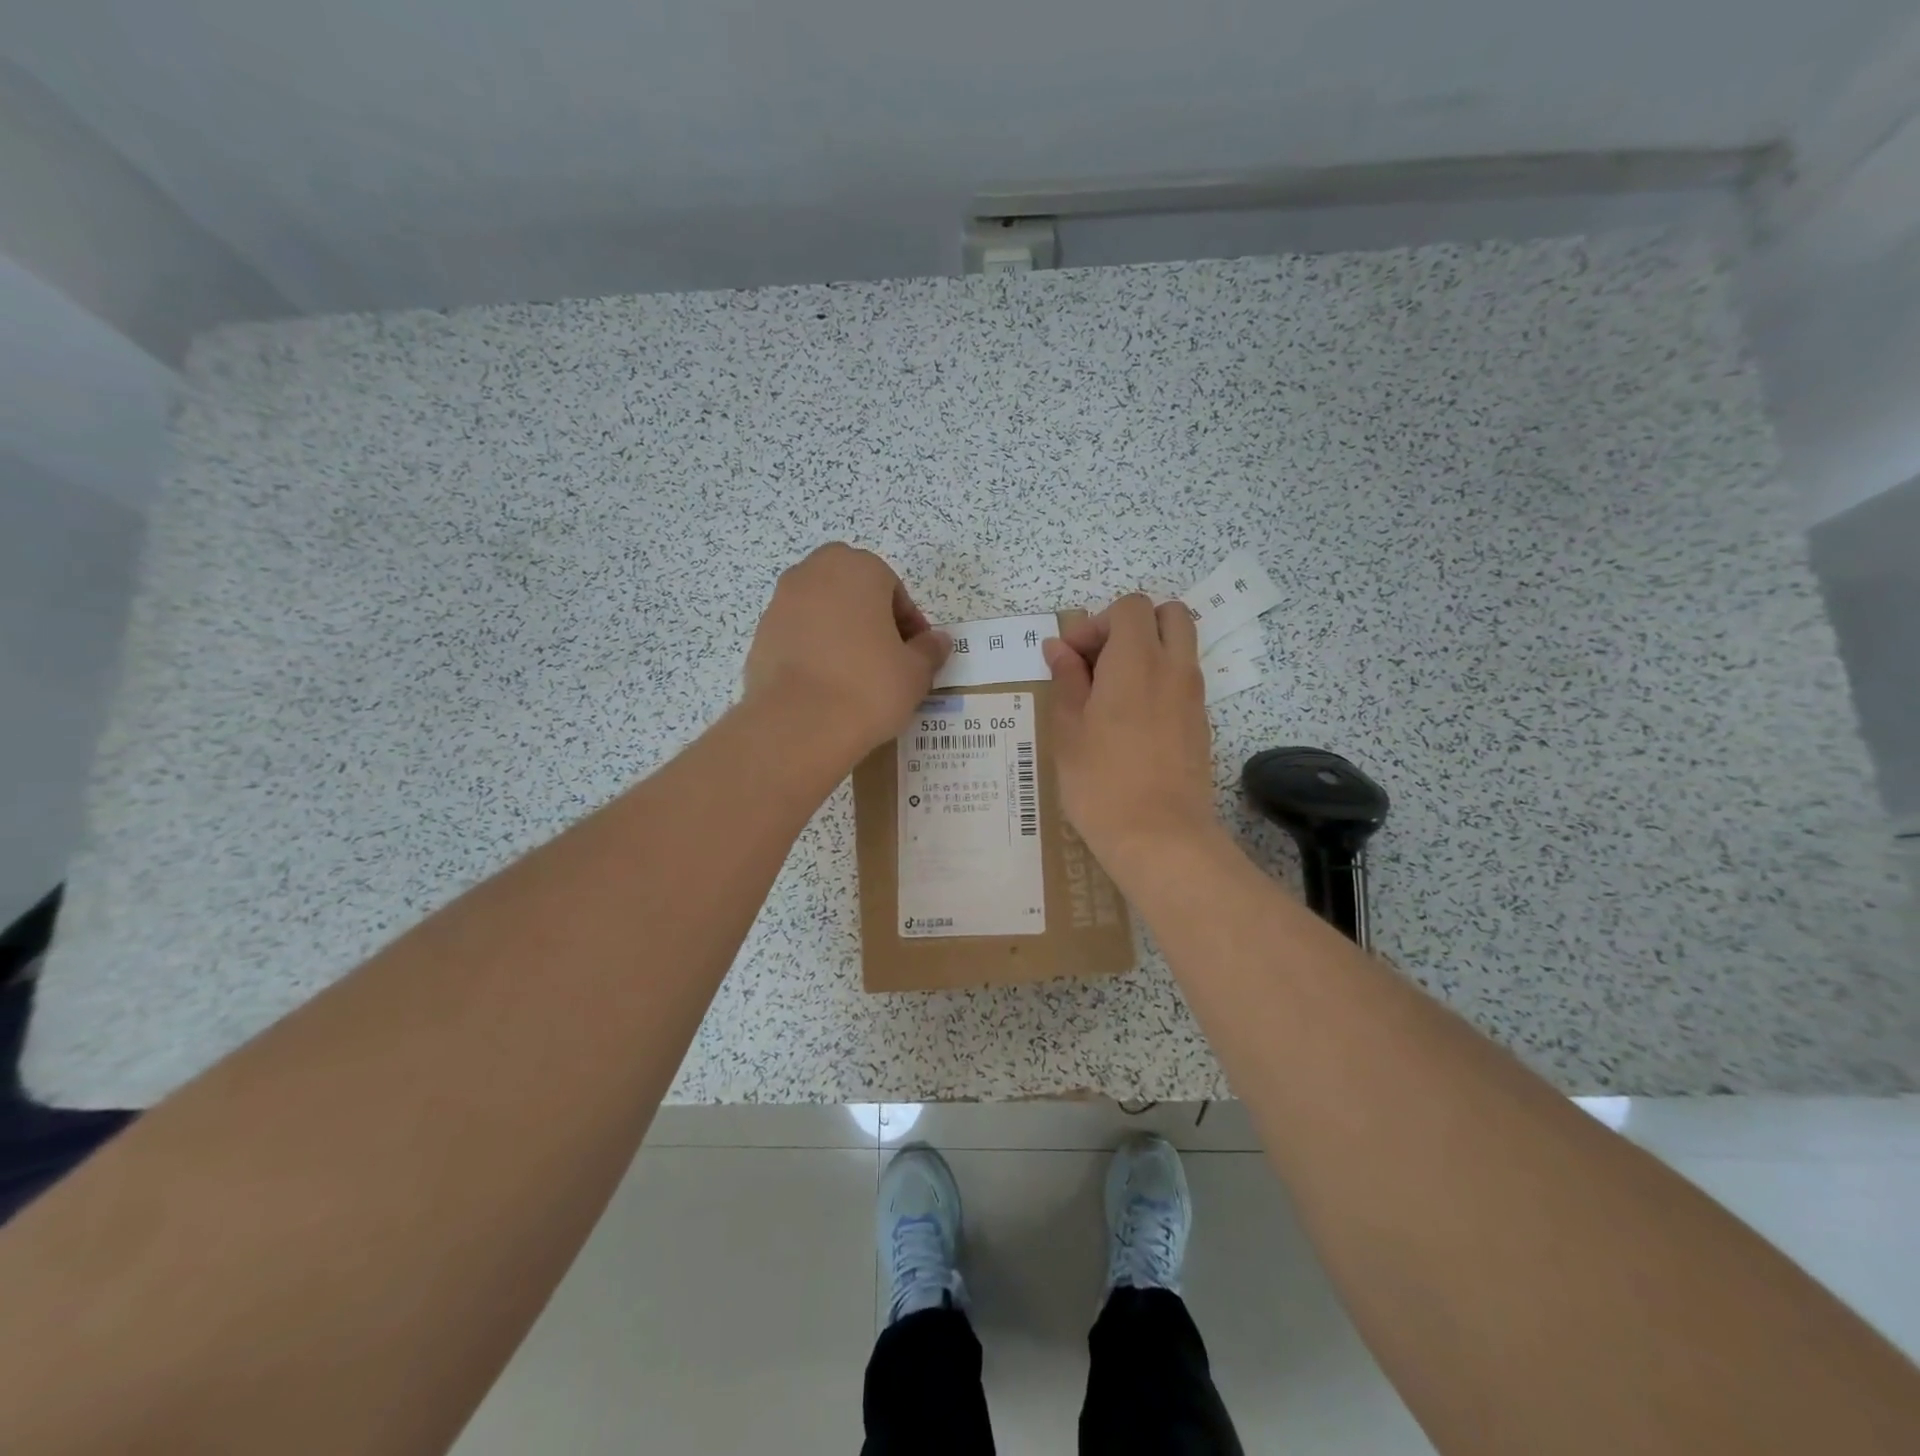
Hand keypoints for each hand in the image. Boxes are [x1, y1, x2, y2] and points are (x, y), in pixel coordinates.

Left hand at [743, 544, 950, 762]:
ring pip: (822, 611)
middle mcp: (814, 573)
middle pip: (853, 591)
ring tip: (855, 676)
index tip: (915, 655)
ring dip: (840, 633)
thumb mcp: (915, 672)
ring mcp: (781, 603)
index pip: (894, 589)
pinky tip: (825, 686)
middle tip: (886, 659)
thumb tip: (938, 641)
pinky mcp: (761, 635)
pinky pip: (798, 636)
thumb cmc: (869, 687)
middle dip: (871, 618)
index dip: (909, 623)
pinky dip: (813, 652)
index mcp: (857, 568)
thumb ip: (929, 650)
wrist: (799, 725)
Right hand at [1043, 594, 1219, 873]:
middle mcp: (1174, 667)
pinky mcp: (1201, 723)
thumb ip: (1066, 679)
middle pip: (1168, 614)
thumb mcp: (1068, 728)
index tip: (1071, 659)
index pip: (1129, 608)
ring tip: (1111, 691)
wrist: (1160, 836)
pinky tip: (1130, 720)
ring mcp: (1193, 695)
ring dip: (1147, 651)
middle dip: (1132, 625)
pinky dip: (1159, 679)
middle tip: (1100, 661)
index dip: (1096, 623)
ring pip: (1180, 646)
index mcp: (1137, 660)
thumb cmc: (1101, 782)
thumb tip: (1059, 647)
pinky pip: (1183, 679)